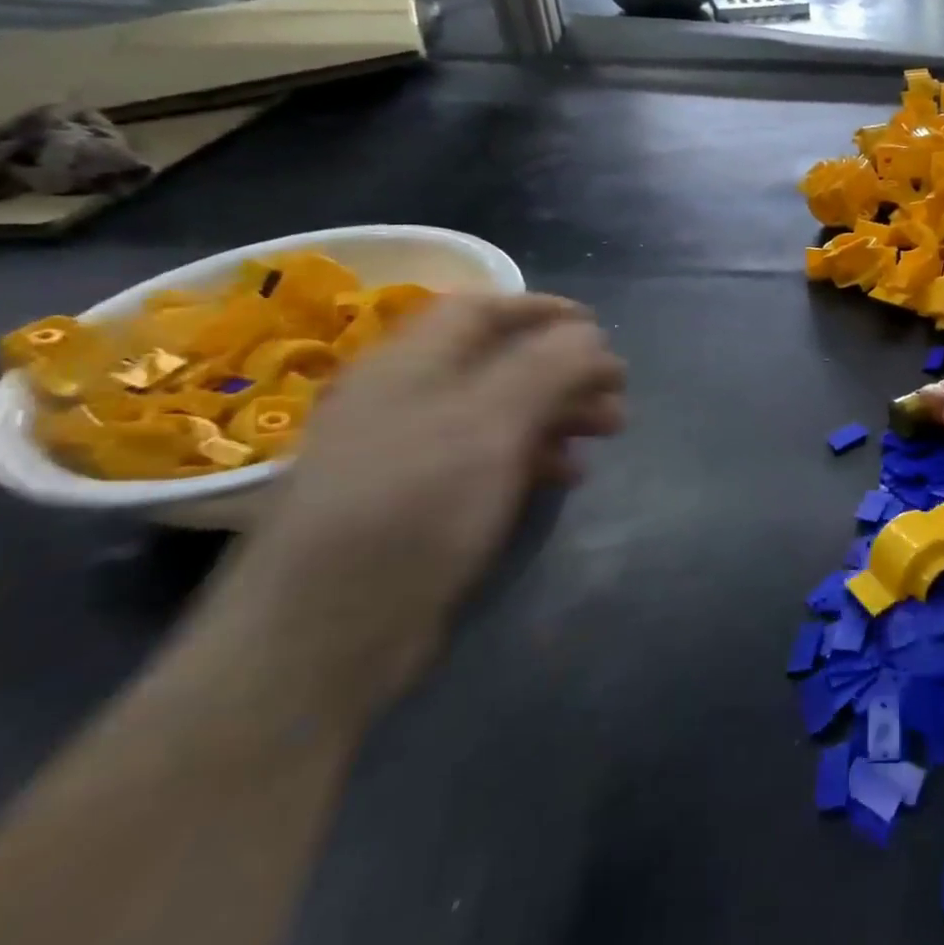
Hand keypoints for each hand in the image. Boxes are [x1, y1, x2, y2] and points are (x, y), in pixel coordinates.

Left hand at [216, 294, 625, 714]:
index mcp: (410, 365)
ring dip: (559, 411)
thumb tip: (590, 335)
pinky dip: (535, 454)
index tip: (599, 327)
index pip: (481, 309)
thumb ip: (548, 367)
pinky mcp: (419, 500)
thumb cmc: (415, 506)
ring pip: (500, 409)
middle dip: (566, 368)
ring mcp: (409, 452)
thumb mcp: (492, 423)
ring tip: (609, 430)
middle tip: (618, 391)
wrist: (325, 635)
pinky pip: (488, 456)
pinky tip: (568, 476)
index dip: (544, 309)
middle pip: (499, 360)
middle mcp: (406, 398)